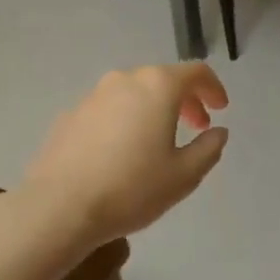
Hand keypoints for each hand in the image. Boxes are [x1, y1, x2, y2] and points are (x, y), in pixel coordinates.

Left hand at [22, 64, 230, 242]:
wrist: (59, 207)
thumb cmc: (131, 188)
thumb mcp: (184, 175)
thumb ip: (208, 148)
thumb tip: (217, 132)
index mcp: (157, 86)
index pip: (195, 72)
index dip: (213, 88)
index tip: (220, 109)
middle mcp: (124, 80)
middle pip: (162, 79)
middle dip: (185, 100)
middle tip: (196, 127)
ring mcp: (92, 96)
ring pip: (133, 92)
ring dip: (153, 109)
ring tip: (159, 140)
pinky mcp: (70, 116)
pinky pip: (109, 109)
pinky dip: (126, 120)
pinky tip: (123, 152)